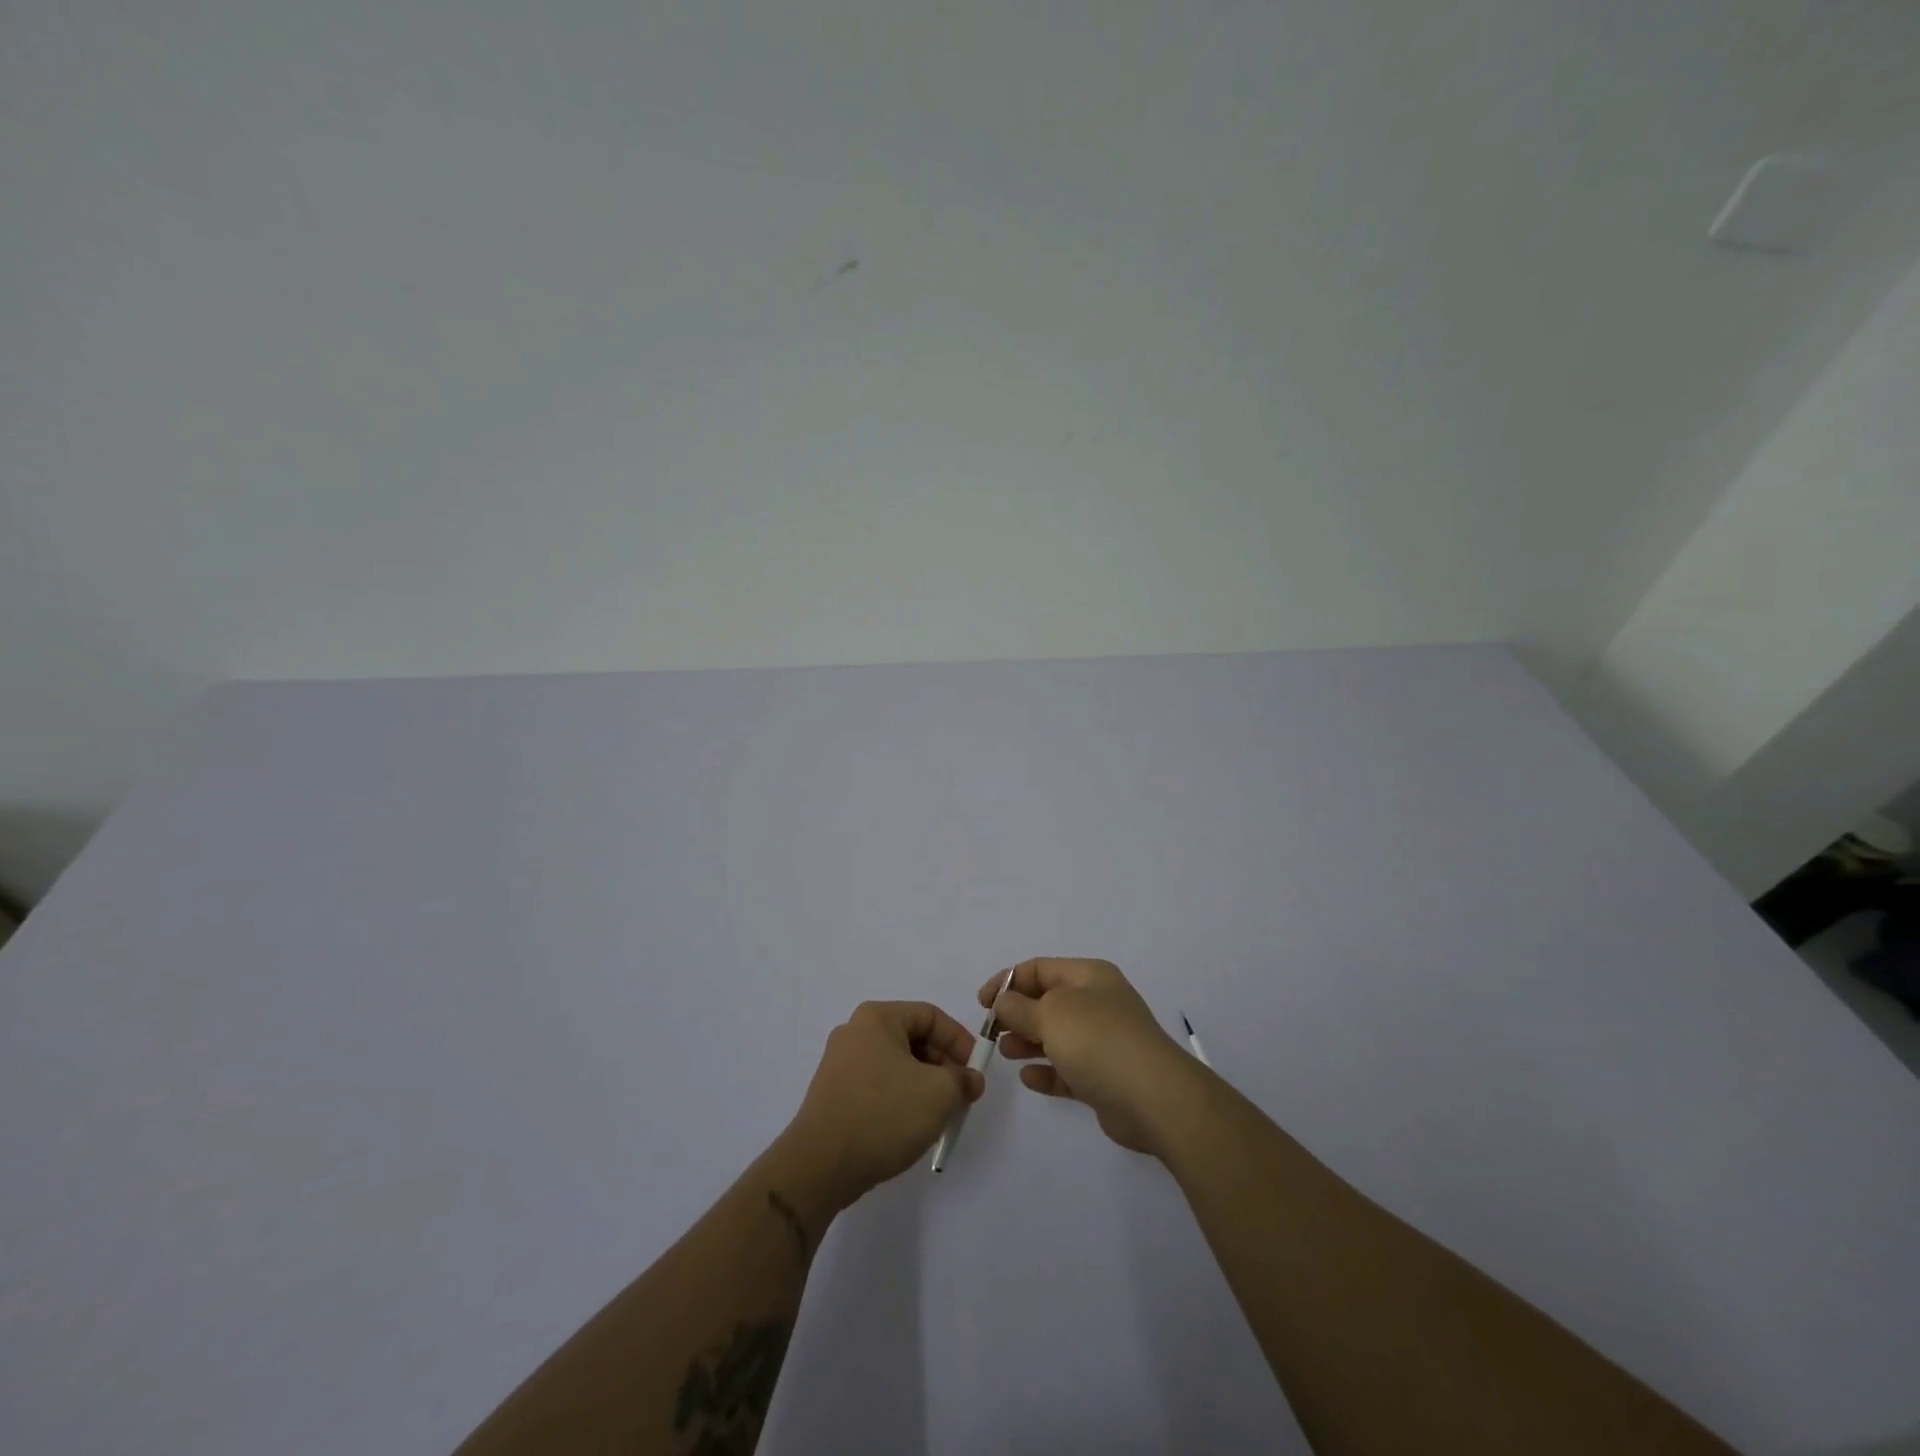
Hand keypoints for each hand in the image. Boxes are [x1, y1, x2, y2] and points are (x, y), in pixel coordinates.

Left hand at [783, 1001, 985, 1204]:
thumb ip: (962, 1080)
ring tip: (939, 1114)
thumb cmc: (883, 1114)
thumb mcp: (938, 1094)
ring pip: (896, 1063)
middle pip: (912, 1038)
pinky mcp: (833, 1093)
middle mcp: (855, 1031)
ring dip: (924, 1083)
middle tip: (961, 1094)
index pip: (930, 1015)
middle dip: (942, 1065)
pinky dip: (900, 1097)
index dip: (959, 1040)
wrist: (819, 1165)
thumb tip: (970, 1080)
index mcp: (877, 1018)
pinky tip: (910, 1126)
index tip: (975, 1071)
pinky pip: (878, 1084)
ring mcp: (840, 1063)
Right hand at [981, 958, 1200, 1156]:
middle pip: (1047, 1002)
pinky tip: (1029, 1079)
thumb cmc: (1098, 1041)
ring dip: (1028, 1042)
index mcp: (1089, 976)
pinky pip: (1068, 1069)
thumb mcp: (1051, 1014)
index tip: (982, 1003)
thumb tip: (1003, 1002)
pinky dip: (1047, 1071)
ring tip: (1006, 1053)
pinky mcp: (1104, 1077)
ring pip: (1056, 1036)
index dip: (1007, 981)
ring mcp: (1103, 1041)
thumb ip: (1020, 1007)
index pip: (1039, 968)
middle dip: (1017, 1014)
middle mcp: (1097, 1003)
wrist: (1154, 1097)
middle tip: (992, 1033)